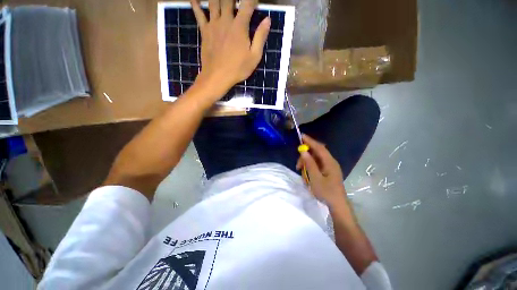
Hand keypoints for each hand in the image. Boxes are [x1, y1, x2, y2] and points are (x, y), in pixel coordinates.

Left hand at [191, 0, 269, 93]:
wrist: (217, 77)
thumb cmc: (238, 69)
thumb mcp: (254, 57)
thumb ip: (260, 37)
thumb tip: (267, 20)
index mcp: (240, 26)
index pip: (247, 4)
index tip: (255, 0)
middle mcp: (226, 20)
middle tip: (237, 0)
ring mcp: (213, 24)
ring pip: (214, 2)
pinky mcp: (204, 31)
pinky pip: (199, 13)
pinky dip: (195, 4)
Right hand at [296, 134, 347, 206]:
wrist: (338, 205)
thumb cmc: (326, 192)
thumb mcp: (315, 178)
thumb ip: (309, 163)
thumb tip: (303, 151)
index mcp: (329, 162)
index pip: (319, 147)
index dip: (310, 141)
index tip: (301, 136)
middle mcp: (330, 162)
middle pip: (316, 153)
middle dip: (305, 157)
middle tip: (298, 166)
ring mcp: (329, 167)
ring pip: (315, 159)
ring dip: (307, 164)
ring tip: (303, 174)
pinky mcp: (327, 172)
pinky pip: (317, 165)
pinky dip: (310, 168)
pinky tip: (307, 176)